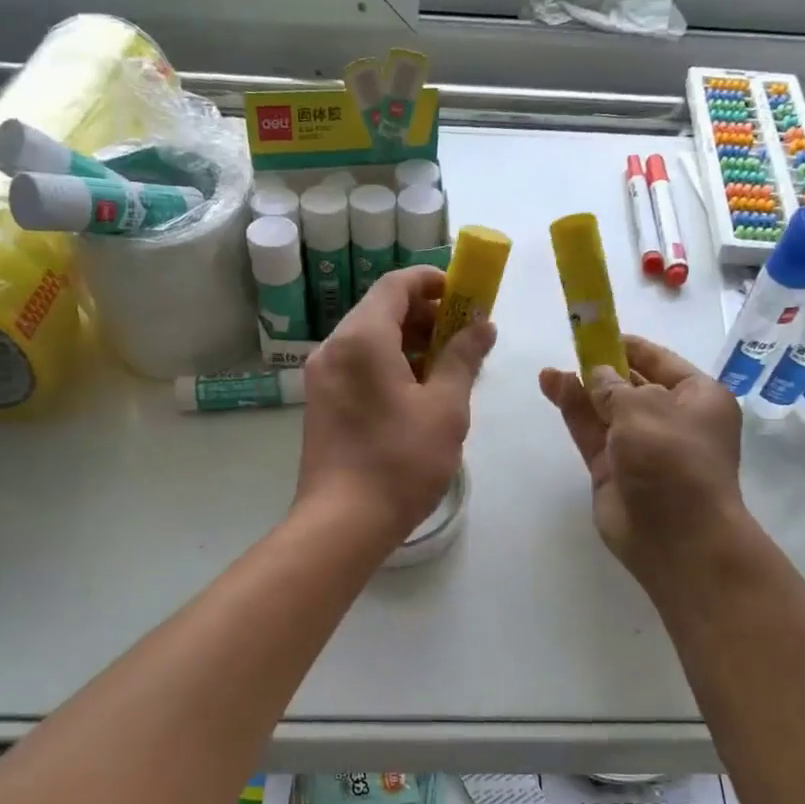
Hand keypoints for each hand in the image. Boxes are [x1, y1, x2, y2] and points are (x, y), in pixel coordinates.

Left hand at [296, 266, 495, 547]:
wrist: (342, 522)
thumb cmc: (400, 461)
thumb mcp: (445, 407)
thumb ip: (463, 358)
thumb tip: (482, 325)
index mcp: (362, 338)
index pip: (396, 284)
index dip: (434, 281)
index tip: (467, 295)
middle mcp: (334, 348)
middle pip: (381, 310)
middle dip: (427, 315)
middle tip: (466, 336)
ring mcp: (323, 377)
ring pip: (370, 340)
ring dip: (410, 342)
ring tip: (449, 368)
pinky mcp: (322, 403)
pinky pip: (359, 366)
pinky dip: (390, 365)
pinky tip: (419, 393)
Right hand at [539, 335, 749, 588]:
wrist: (675, 536)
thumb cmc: (673, 460)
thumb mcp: (645, 408)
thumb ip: (613, 387)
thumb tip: (596, 375)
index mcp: (698, 398)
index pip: (660, 361)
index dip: (628, 345)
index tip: (597, 330)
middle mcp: (671, 419)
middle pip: (631, 384)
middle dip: (600, 367)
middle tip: (569, 348)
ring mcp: (639, 446)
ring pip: (605, 409)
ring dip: (580, 388)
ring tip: (550, 371)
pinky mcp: (612, 469)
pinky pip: (590, 432)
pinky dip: (573, 411)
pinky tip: (552, 388)